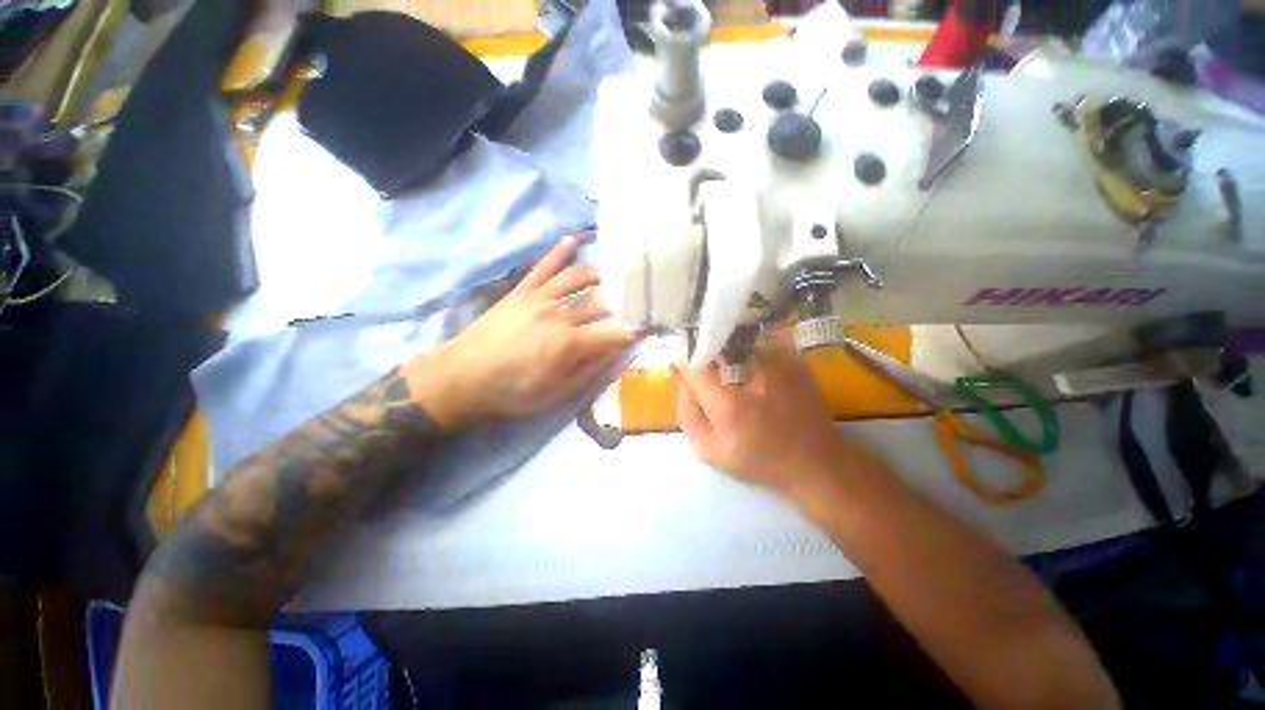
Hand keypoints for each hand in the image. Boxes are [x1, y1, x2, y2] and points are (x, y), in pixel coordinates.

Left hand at [406, 236, 639, 428]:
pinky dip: (560, 252)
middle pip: (602, 302)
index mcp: (570, 344)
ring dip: (602, 274)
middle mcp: (559, 314)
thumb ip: (590, 369)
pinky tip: (574, 239)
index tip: (653, 323)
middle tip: (642, 295)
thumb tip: (616, 350)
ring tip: (617, 272)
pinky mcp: (521, 291)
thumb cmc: (513, 392)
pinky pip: (544, 266)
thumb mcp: (557, 394)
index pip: (615, 331)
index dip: (637, 327)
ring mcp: (539, 297)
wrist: (462, 378)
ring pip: (578, 277)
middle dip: (626, 300)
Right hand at [675, 343, 845, 493]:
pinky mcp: (793, 358)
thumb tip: (679, 376)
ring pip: (736, 340)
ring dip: (727, 351)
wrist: (816, 461)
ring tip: (734, 374)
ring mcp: (777, 362)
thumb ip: (687, 412)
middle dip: (705, 354)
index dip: (685, 362)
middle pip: (713, 346)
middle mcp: (750, 374)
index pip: (692, 363)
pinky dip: (749, 351)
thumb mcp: (710, 450)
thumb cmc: (759, 460)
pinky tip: (755, 370)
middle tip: (709, 374)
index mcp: (726, 402)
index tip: (685, 370)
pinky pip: (759, 343)